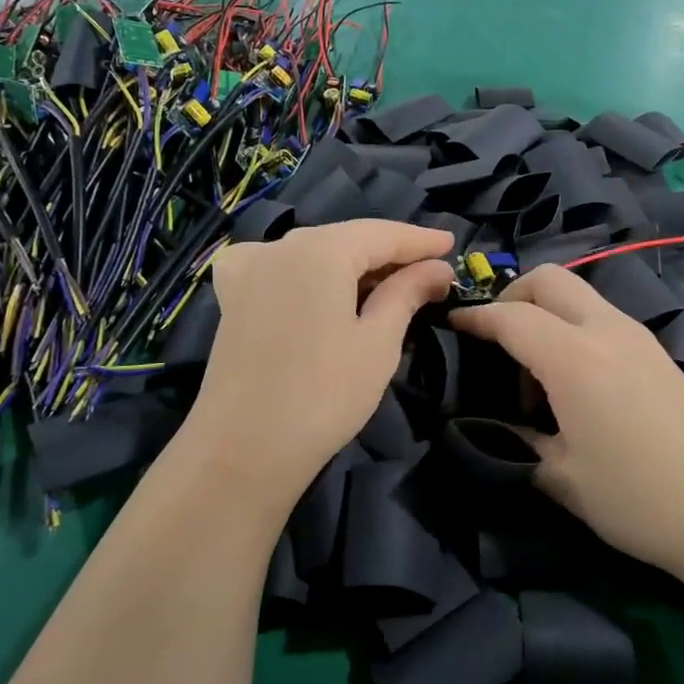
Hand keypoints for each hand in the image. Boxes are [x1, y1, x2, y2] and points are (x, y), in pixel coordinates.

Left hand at [184, 221, 454, 511]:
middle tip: (428, 270)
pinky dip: (309, 271)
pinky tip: (322, 283)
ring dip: (352, 265)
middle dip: (388, 253)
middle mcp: (279, 246)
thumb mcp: (378, 342)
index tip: (451, 244)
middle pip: (346, 239)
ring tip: (389, 283)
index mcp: (318, 250)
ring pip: (314, 253)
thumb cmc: (324, 395)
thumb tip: (437, 268)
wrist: (244, 450)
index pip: (381, 233)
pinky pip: (279, 267)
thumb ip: (407, 293)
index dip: (420, 240)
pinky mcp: (232, 297)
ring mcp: (248, 269)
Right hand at [452, 266, 683, 578]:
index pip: (511, 316)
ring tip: (536, 375)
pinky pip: (603, 319)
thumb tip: (496, 428)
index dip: (475, 318)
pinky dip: (575, 329)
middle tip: (495, 340)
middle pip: (549, 280)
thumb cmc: (638, 498)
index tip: (451, 326)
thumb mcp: (563, 478)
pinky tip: (576, 383)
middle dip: (512, 296)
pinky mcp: (659, 353)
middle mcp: (606, 330)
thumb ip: (518, 444)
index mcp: (574, 357)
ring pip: (580, 296)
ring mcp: (639, 337)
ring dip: (547, 314)